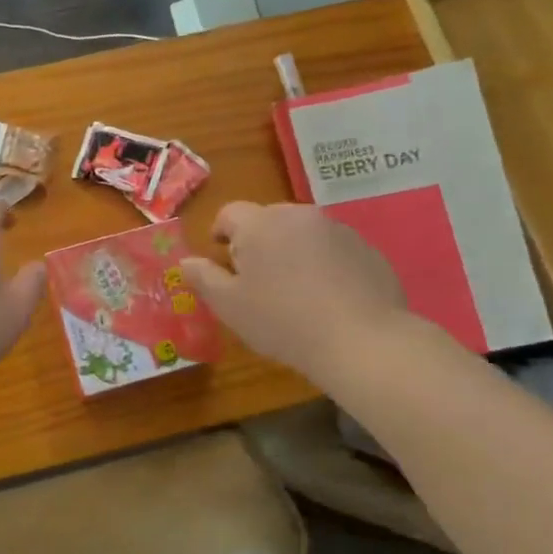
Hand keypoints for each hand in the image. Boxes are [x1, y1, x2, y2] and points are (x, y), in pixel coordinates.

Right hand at [181, 201, 409, 380]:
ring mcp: (336, 229)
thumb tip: (186, 260)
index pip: (229, 213)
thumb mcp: (230, 306)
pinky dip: (324, 264)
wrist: (361, 340)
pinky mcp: (365, 248)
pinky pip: (333, 248)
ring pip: (302, 233)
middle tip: (257, 280)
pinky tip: (328, 298)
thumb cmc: (283, 321)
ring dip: (292, 251)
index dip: (221, 233)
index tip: (222, 259)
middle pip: (267, 219)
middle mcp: (298, 215)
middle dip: (257, 242)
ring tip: (295, 291)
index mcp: (259, 224)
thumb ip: (203, 278)